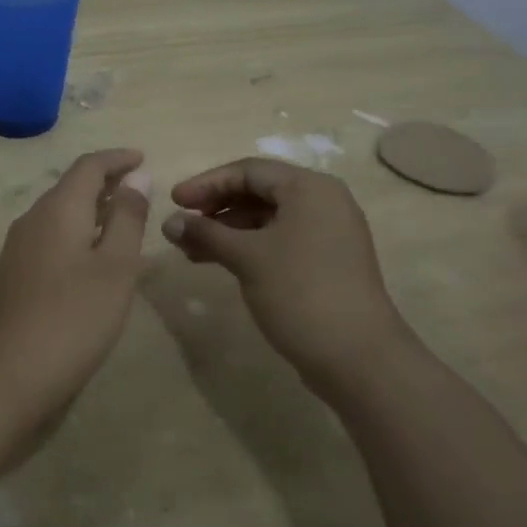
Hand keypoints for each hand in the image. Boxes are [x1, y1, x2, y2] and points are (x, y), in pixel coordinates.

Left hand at [0, 148, 150, 422]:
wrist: (6, 378)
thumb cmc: (72, 320)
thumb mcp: (115, 267)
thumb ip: (128, 218)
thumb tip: (136, 176)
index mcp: (57, 209)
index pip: (88, 166)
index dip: (117, 158)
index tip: (143, 158)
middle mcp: (32, 220)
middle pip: (71, 187)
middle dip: (106, 182)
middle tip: (141, 188)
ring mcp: (18, 249)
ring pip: (60, 214)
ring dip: (93, 210)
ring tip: (125, 219)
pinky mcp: (14, 276)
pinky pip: (51, 238)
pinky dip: (78, 234)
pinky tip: (96, 258)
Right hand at [161, 158, 410, 397]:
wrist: (357, 356)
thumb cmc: (299, 291)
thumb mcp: (247, 257)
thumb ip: (206, 234)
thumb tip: (169, 223)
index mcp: (309, 188)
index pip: (248, 170)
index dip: (206, 183)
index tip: (174, 201)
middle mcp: (323, 202)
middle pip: (258, 192)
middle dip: (215, 208)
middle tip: (181, 226)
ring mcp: (327, 234)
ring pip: (267, 220)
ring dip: (227, 231)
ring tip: (189, 251)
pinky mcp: (325, 262)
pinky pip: (278, 241)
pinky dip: (247, 247)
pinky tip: (219, 263)